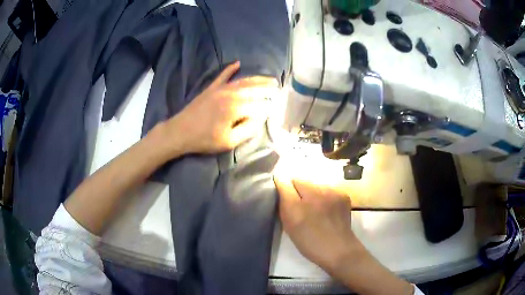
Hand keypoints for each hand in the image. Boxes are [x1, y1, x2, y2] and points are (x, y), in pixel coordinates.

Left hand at [161, 61, 277, 155]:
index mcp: (235, 108)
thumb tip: (260, 119)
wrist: (179, 132)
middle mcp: (230, 94)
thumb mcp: (229, 141)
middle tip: (278, 87)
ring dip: (257, 79)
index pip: (258, 105)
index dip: (268, 107)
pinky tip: (237, 63)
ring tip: (269, 78)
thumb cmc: (204, 139)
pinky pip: (222, 76)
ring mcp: (220, 89)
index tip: (276, 108)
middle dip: (267, 88)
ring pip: (242, 81)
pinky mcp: (211, 88)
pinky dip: (230, 69)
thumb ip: (247, 130)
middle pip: (253, 89)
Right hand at [274, 176, 359, 272]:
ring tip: (316, 207)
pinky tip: (328, 208)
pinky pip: (328, 188)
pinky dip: (325, 195)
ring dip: (312, 192)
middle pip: (300, 180)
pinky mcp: (342, 194)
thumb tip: (281, 181)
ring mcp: (331, 193)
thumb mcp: (290, 226)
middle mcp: (313, 194)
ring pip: (315, 184)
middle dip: (297, 189)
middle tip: (300, 205)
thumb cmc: (310, 242)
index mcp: (296, 206)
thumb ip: (284, 203)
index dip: (282, 185)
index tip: (283, 193)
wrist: (339, 249)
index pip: (285, 182)